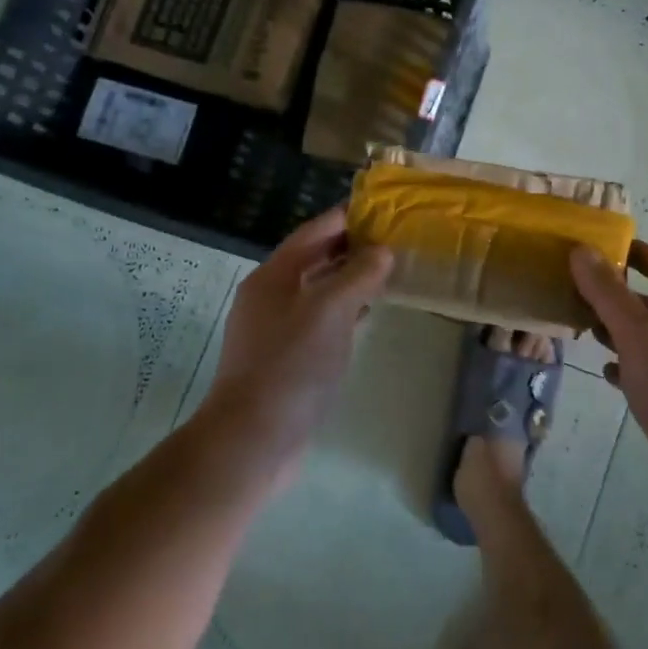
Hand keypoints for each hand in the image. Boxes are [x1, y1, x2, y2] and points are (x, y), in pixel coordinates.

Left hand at [201, 208, 391, 480]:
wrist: (253, 440)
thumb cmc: (291, 366)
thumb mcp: (329, 312)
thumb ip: (357, 275)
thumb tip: (382, 251)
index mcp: (273, 276)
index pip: (314, 232)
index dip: (348, 217)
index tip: (384, 208)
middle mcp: (271, 296)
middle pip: (314, 258)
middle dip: (352, 246)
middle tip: (394, 239)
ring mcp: (276, 329)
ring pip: (318, 290)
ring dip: (349, 278)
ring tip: (388, 271)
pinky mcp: (286, 358)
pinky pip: (319, 320)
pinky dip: (344, 310)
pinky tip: (366, 314)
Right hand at [570, 240, 647, 520]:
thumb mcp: (640, 336)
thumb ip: (610, 295)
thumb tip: (581, 251)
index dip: (643, 254)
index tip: (609, 249)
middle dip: (625, 297)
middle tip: (585, 293)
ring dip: (624, 333)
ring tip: (588, 331)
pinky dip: (630, 370)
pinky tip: (609, 376)